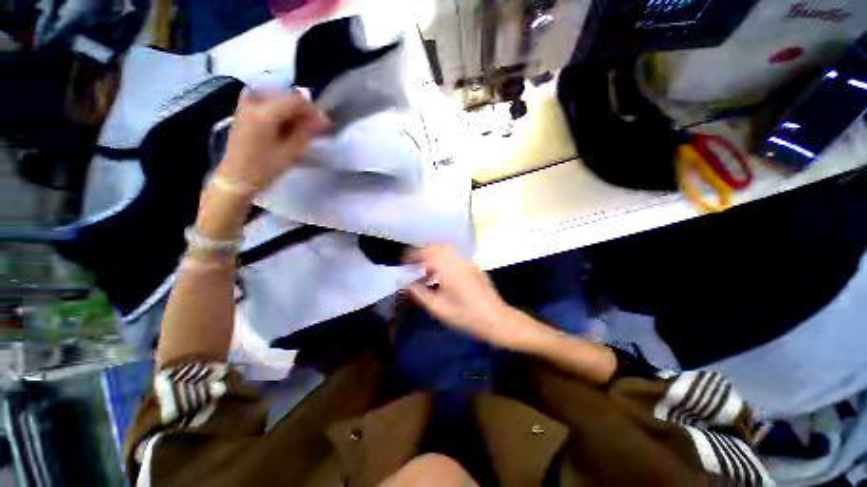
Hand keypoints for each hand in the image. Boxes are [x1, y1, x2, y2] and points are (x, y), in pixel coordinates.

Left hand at [215, 89, 330, 192]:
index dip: (313, 110)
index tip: (324, 124)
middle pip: (285, 95)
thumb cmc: (265, 168)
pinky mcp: (242, 111)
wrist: (236, 178)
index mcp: (265, 113)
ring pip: (275, 95)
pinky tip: (284, 121)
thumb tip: (323, 120)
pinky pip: (265, 100)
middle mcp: (254, 102)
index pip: (296, 100)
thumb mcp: (291, 152)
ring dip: (291, 108)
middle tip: (314, 126)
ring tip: (300, 125)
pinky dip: (278, 107)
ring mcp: (245, 105)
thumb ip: (307, 132)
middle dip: (302, 109)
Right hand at [405, 245, 530, 348]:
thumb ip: (419, 292)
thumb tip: (403, 281)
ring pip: (447, 252)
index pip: (428, 252)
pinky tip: (443, 277)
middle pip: (438, 247)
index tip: (404, 262)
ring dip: (434, 257)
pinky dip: (444, 262)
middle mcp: (460, 260)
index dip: (414, 254)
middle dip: (424, 254)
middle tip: (415, 267)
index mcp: (450, 268)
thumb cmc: (466, 316)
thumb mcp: (438, 307)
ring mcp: (469, 263)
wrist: (497, 320)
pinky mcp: (475, 268)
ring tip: (427, 273)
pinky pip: (455, 259)